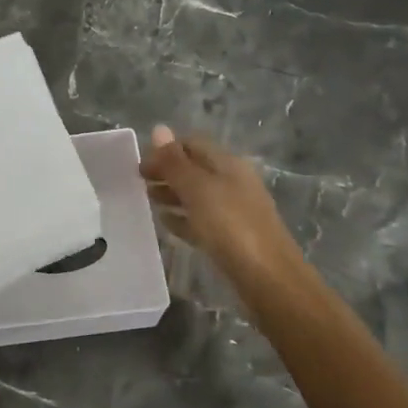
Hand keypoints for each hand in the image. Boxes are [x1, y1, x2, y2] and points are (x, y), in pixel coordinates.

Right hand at [141, 127, 300, 280]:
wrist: (269, 279)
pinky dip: (183, 218)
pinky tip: (166, 224)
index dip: (165, 150)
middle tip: (138, 183)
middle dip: (167, 171)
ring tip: (147, 201)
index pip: (192, 144)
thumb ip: (175, 162)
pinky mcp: (233, 237)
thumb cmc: (231, 226)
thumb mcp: (198, 189)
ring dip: (172, 194)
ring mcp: (235, 210)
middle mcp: (233, 182)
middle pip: (195, 169)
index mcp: (228, 164)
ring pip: (198, 195)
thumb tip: (159, 128)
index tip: (139, 165)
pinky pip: (202, 220)